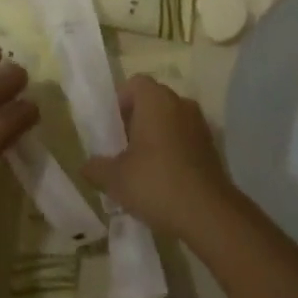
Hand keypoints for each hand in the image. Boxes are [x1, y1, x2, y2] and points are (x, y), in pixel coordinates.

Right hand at [82, 75, 237, 243]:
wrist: (208, 214)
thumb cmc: (156, 183)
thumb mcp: (115, 179)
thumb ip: (96, 167)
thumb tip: (86, 166)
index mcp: (156, 100)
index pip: (134, 83)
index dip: (120, 102)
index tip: (111, 128)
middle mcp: (180, 103)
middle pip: (153, 100)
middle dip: (136, 120)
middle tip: (122, 148)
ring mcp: (199, 124)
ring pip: (170, 120)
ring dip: (155, 135)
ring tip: (141, 166)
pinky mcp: (211, 146)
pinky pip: (185, 137)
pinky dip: (173, 149)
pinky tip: (163, 178)